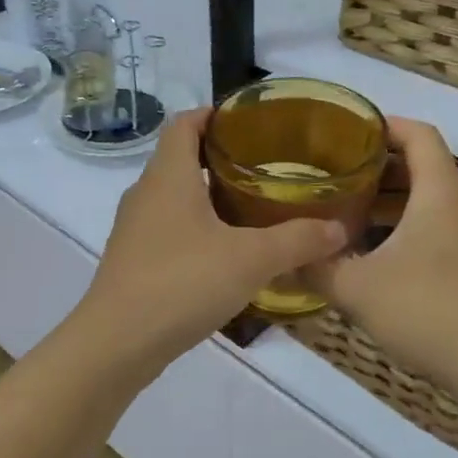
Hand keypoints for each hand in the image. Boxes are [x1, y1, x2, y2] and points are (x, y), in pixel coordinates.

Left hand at [78, 110, 347, 364]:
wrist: (118, 343)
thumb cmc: (182, 283)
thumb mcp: (251, 259)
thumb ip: (298, 240)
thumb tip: (339, 229)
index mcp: (168, 176)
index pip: (184, 123)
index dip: (213, 114)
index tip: (249, 121)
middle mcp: (145, 194)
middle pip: (180, 159)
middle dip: (221, 159)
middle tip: (266, 168)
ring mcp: (135, 230)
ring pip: (175, 199)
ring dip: (209, 198)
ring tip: (253, 210)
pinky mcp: (134, 262)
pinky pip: (169, 232)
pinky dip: (197, 231)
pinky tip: (226, 255)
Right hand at [307, 118, 457, 387]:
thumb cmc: (427, 311)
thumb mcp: (357, 290)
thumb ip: (318, 268)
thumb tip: (288, 257)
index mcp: (442, 191)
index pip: (418, 134)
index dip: (384, 126)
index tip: (349, 131)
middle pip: (426, 167)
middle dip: (382, 168)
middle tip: (338, 178)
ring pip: (436, 200)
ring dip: (397, 202)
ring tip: (355, 216)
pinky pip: (448, 226)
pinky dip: (416, 226)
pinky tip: (386, 255)